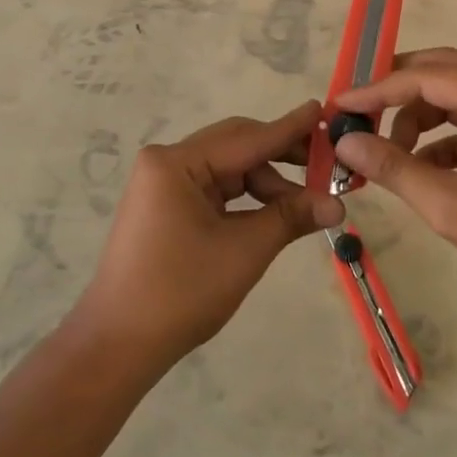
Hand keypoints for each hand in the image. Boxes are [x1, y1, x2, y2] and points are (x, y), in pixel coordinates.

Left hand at [72, 100, 344, 369]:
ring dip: (266, 184)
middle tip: (327, 165)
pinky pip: (215, 189)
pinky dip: (245, 199)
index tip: (324, 110)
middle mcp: (167, 162)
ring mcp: (163, 184)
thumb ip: (290, 217)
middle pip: (236, 148)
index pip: (247, 138)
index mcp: (177, 163)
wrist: (118, 345)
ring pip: (228, 170)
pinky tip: (274, 212)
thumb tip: (338, 204)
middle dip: (282, 158)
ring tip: (306, 205)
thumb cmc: (181, 293)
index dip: (290, 129)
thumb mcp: (244, 251)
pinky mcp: (165, 206)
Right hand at [333, 48, 456, 301]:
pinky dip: (443, 138)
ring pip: (455, 95)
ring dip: (419, 118)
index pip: (425, 77)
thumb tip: (345, 143)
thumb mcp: (448, 204)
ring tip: (391, 155)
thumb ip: (393, 167)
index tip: (339, 105)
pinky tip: (423, 171)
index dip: (377, 90)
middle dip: (397, 92)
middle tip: (359, 113)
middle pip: (441, 71)